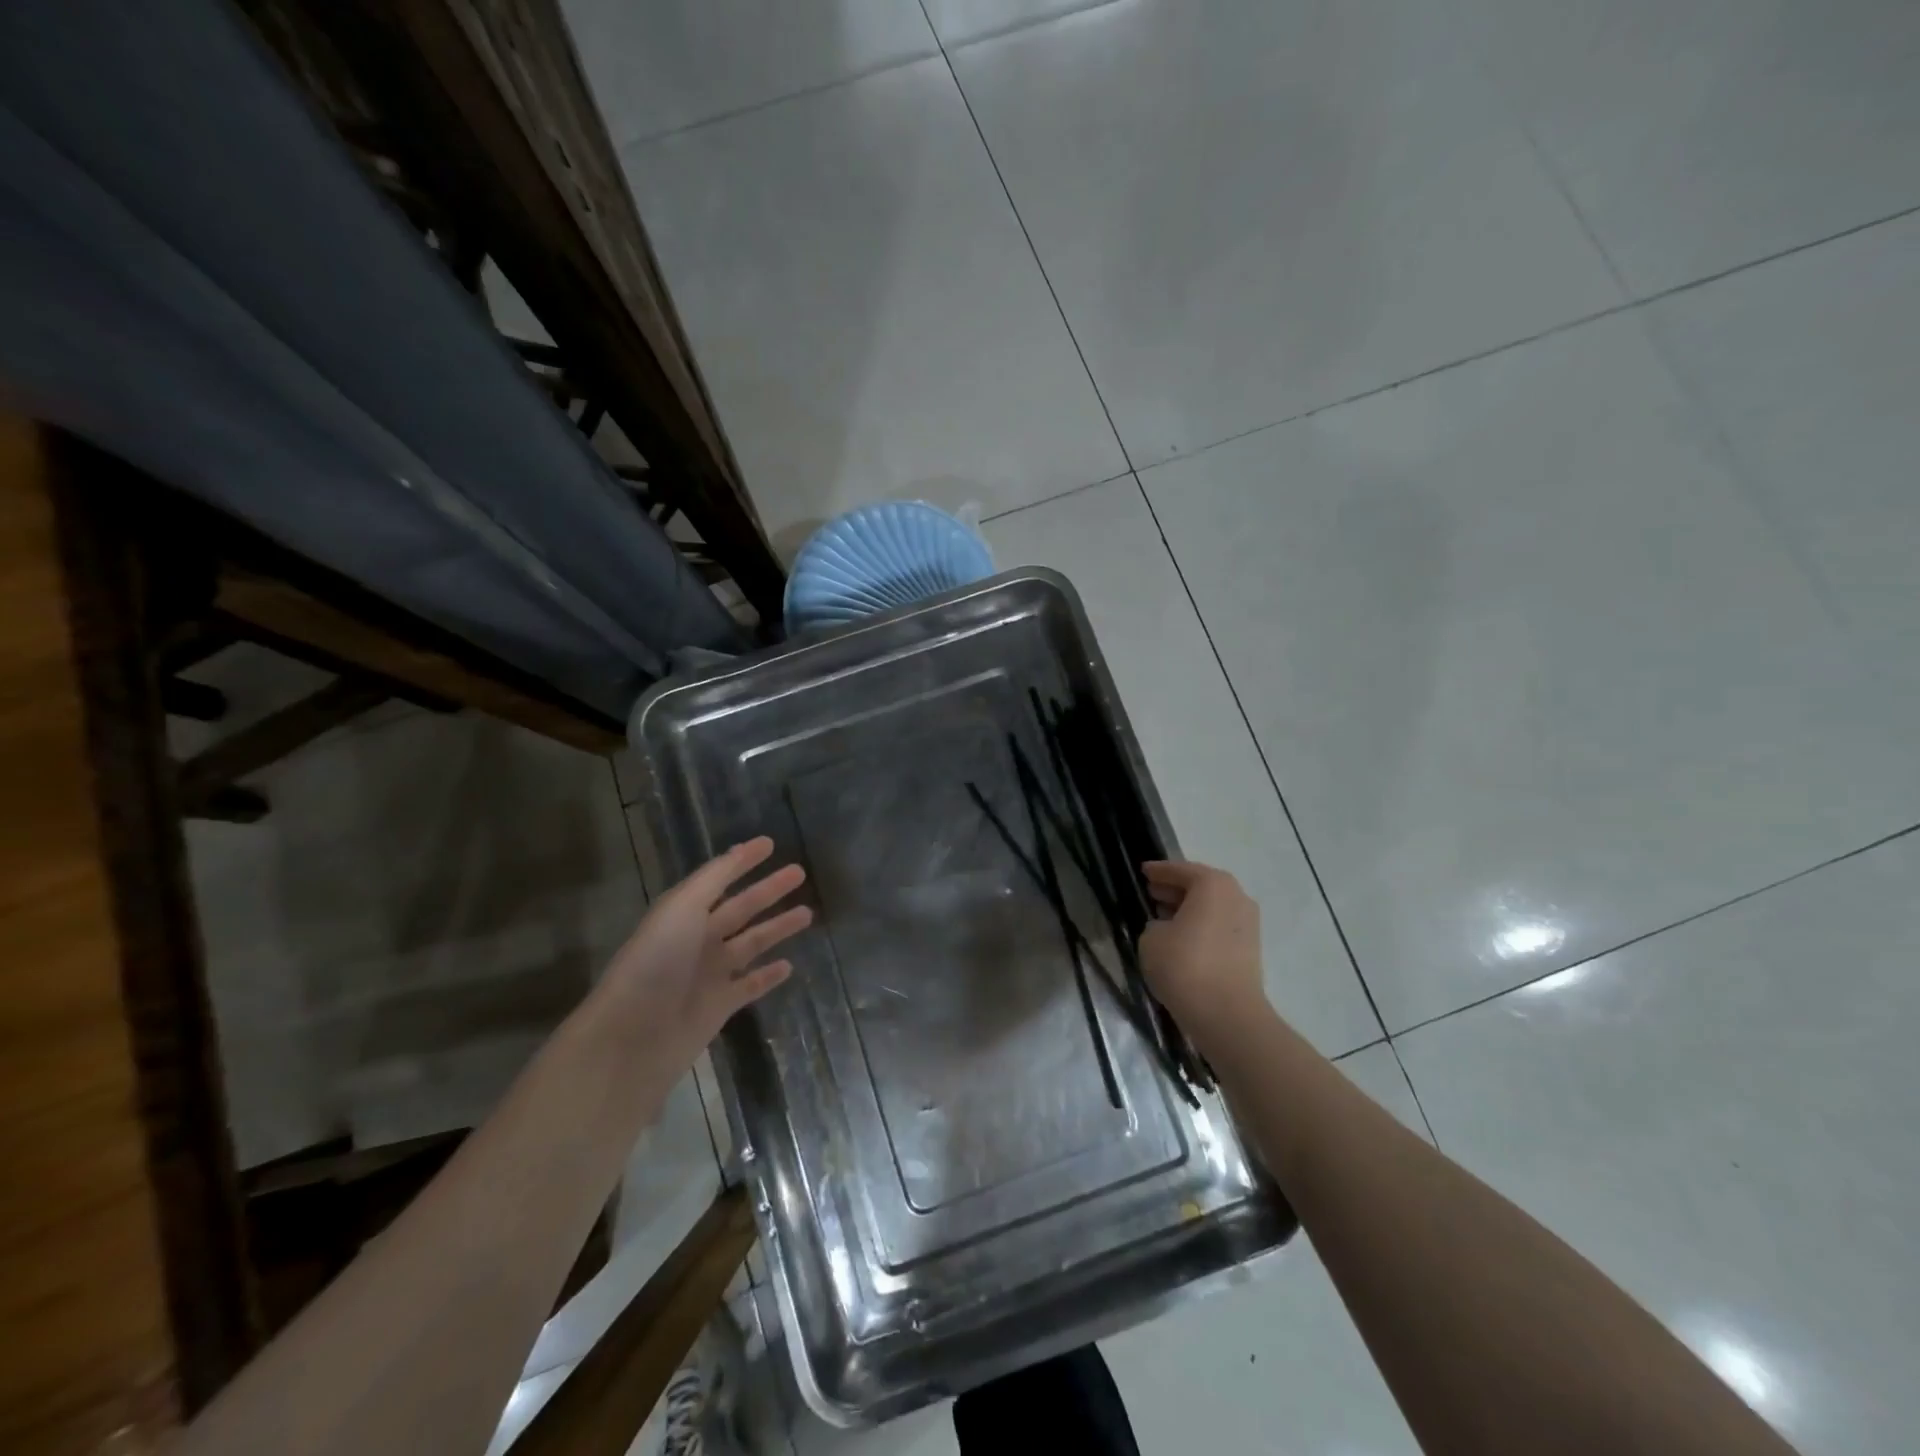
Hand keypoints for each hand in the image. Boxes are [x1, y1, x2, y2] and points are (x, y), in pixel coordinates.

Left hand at [592, 837, 810, 1075]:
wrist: (634, 1035)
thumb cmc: (656, 962)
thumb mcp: (682, 908)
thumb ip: (714, 879)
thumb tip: (742, 849)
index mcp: (684, 912)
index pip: (719, 877)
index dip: (743, 860)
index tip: (770, 843)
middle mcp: (698, 938)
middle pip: (741, 907)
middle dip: (769, 890)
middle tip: (800, 873)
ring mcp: (710, 973)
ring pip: (752, 943)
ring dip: (777, 928)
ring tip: (808, 914)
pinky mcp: (720, 1005)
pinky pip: (751, 984)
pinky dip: (769, 975)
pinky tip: (789, 965)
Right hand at [1138, 860, 1267, 1048]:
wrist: (1226, 1015)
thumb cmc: (1184, 965)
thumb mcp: (1151, 938)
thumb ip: (1155, 924)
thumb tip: (1166, 928)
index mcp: (1213, 884)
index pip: (1181, 870)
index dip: (1159, 871)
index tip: (1143, 871)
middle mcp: (1236, 897)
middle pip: (1201, 886)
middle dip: (1175, 889)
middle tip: (1151, 892)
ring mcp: (1248, 924)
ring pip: (1212, 908)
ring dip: (1189, 909)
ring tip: (1163, 917)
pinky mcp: (1250, 950)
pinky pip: (1219, 927)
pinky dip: (1201, 927)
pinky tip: (1180, 939)